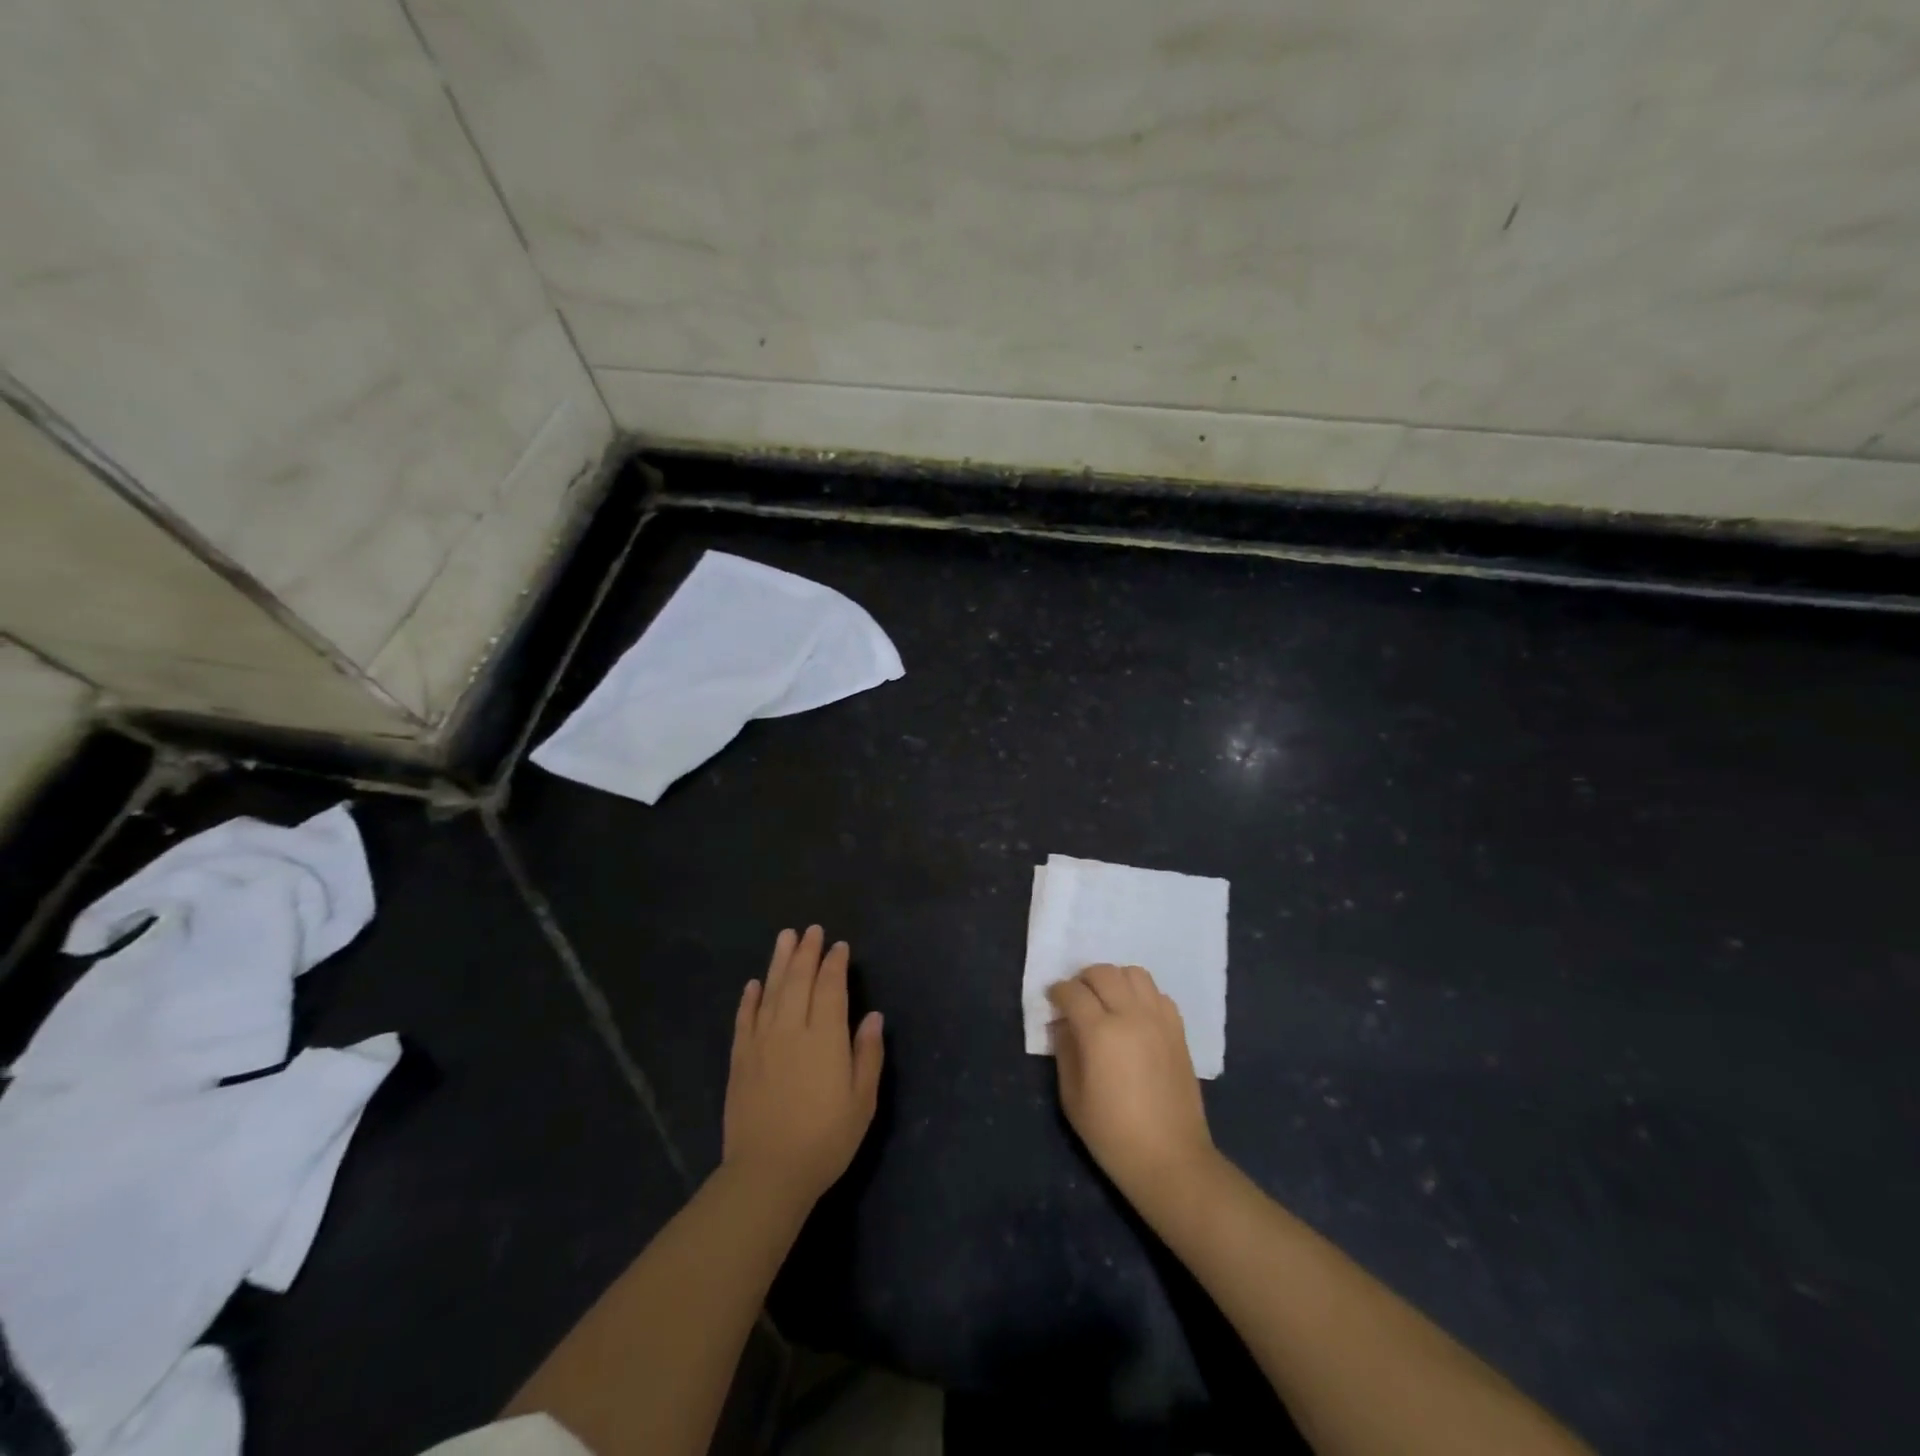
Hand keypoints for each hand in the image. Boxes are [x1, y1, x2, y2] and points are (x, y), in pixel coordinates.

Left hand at [723, 926, 884, 1207]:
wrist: (768, 1173)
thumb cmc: (825, 1139)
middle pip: (799, 980)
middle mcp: (792, 1029)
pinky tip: (754, 984)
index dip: (835, 964)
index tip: (839, 946)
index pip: (830, 988)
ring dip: (779, 962)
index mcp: (825, 1037)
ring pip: (771, 991)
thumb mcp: (862, 1101)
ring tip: (785, 937)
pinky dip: (750, 998)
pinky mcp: (740, 1059)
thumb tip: (873, 1016)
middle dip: (807, 952)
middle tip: (811, 930)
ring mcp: (762, 1042)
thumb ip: (868, 1055)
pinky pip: (745, 1019)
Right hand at [1048, 964, 1217, 1209]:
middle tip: (1076, 1000)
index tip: (1052, 1001)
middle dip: (1083, 980)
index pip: (1073, 992)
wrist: (1170, 1159)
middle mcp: (1131, 1016)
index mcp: (1100, 1033)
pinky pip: (1157, 993)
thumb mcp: (1072, 1097)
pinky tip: (1134, 1016)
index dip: (1057, 991)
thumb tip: (1063, 1023)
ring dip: (1114, 980)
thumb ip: (1064, 1050)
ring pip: (1134, 973)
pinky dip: (1141, 995)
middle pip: (1103, 972)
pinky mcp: (1178, 1030)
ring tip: (1107, 1001)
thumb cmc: (1112, 1134)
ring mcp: (1159, 1020)